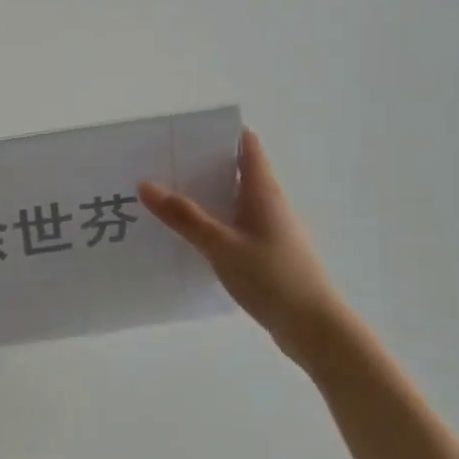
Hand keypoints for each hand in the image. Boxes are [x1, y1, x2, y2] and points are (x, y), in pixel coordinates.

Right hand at [140, 129, 346, 369]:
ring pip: (232, 201)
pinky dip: (212, 224)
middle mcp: (269, 203)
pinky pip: (234, 226)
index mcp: (263, 190)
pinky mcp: (266, 253)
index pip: (246, 145)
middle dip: (201, 165)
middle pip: (235, 171)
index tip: (184, 131)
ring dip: (204, 197)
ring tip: (163, 199)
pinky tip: (186, 237)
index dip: (219, 132)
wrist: (312, 326)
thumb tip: (146, 184)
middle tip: (159, 165)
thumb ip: (184, 216)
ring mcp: (269, 229)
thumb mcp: (221, 245)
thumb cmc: (271, 277)